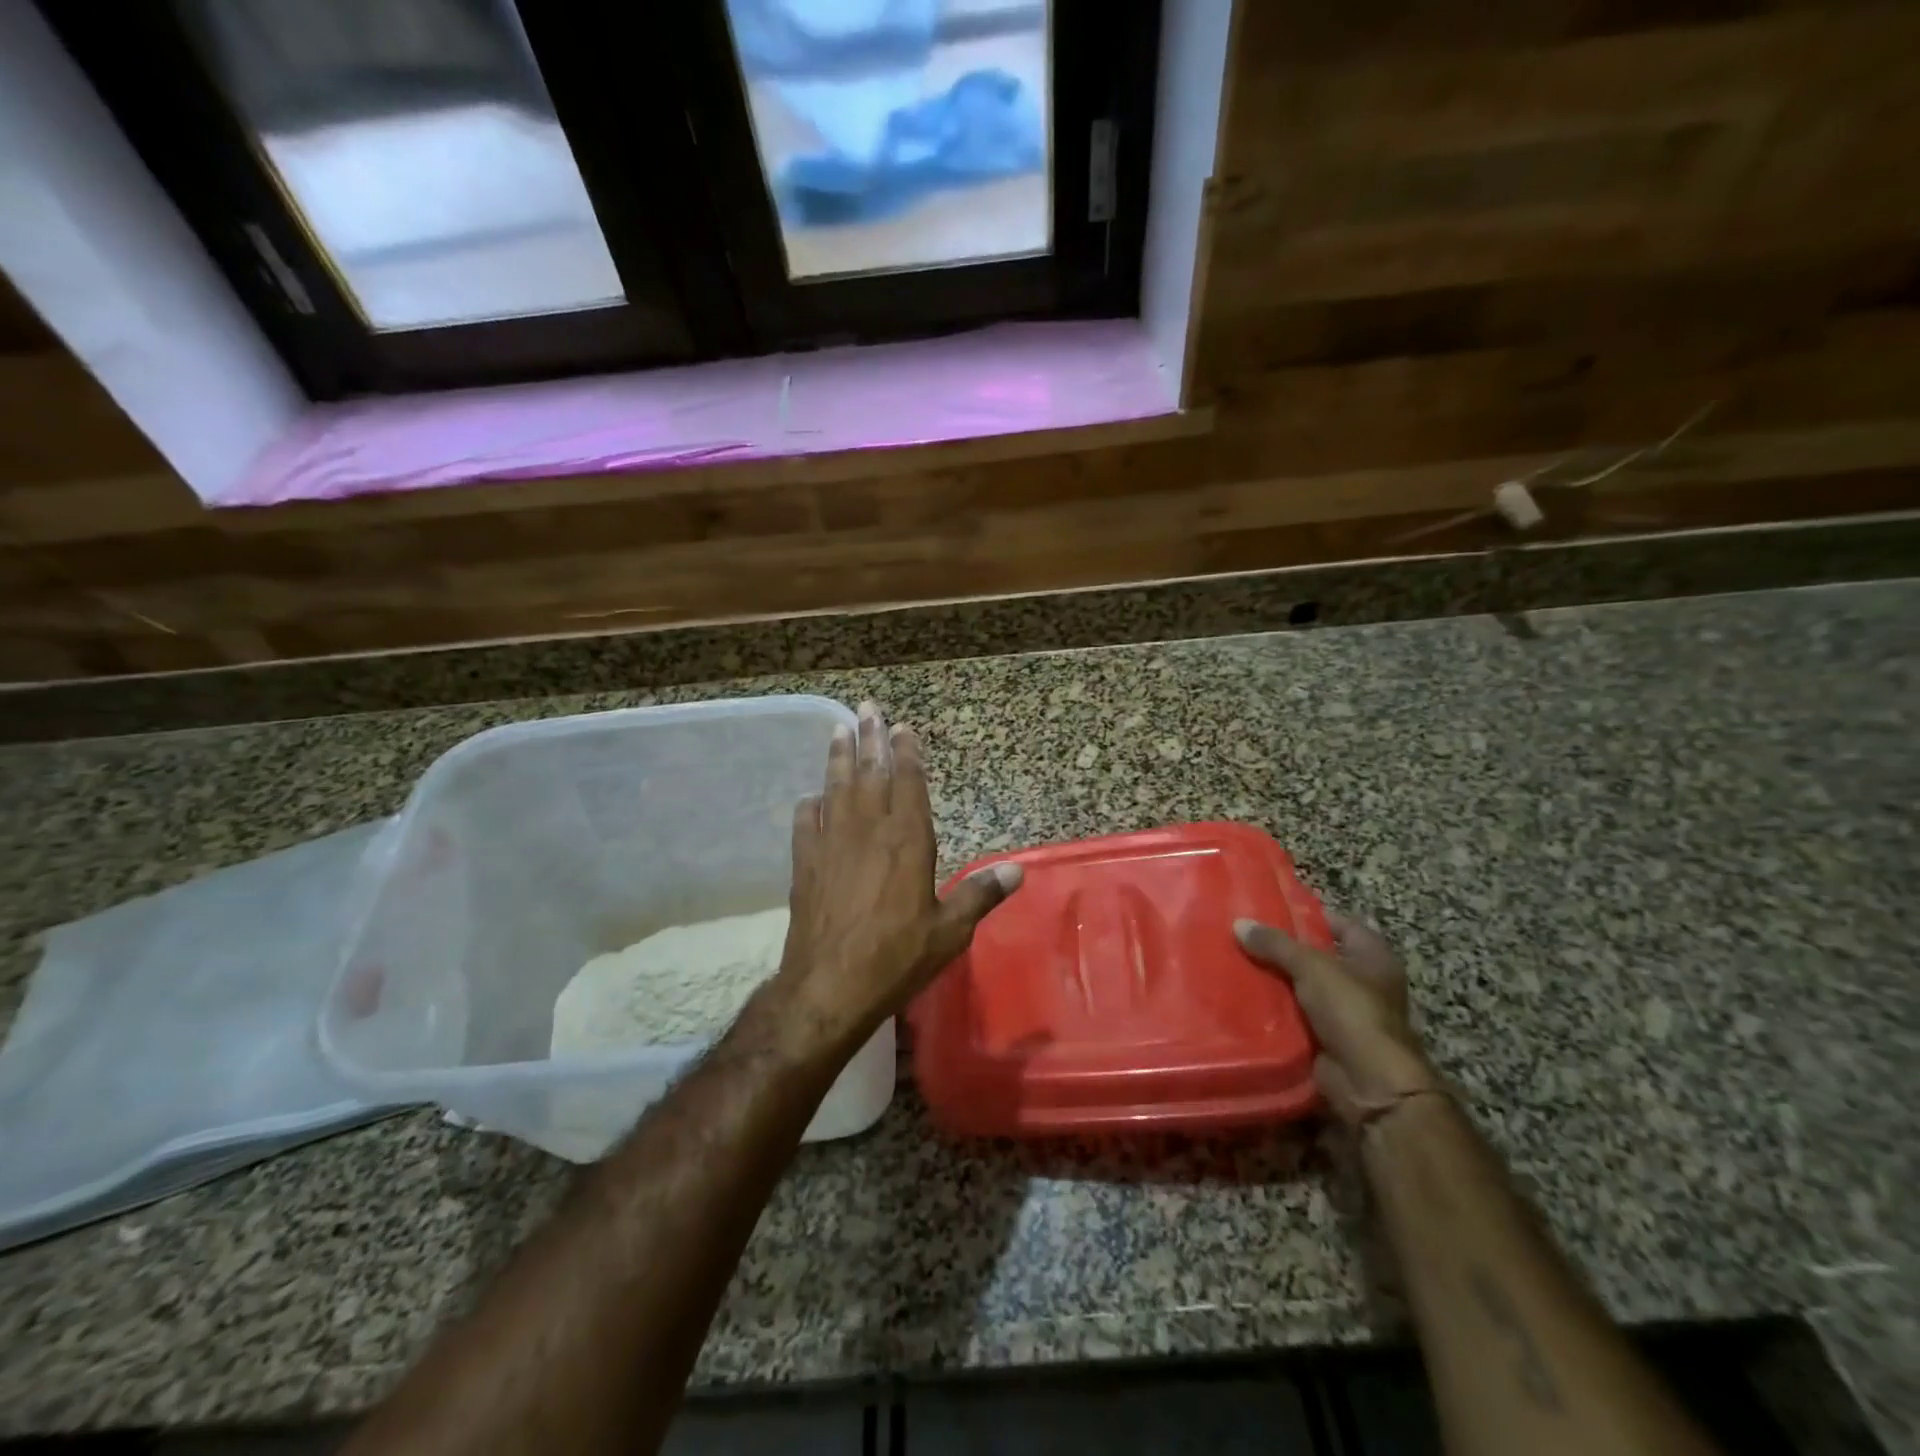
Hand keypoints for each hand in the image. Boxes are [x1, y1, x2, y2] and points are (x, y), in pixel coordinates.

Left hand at [776, 701, 1022, 1056]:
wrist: (830, 986)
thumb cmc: (897, 957)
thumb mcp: (950, 931)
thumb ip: (980, 895)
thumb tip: (1018, 870)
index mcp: (908, 841)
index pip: (909, 784)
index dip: (907, 753)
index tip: (903, 728)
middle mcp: (869, 831)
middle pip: (870, 773)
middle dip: (870, 738)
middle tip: (867, 706)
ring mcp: (832, 844)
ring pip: (836, 788)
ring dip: (838, 757)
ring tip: (839, 730)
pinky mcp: (805, 864)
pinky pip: (805, 823)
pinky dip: (809, 806)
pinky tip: (810, 797)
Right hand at [1235, 913, 1439, 1127]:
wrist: (1369, 1083)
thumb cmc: (1353, 1012)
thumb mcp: (1312, 967)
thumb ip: (1276, 944)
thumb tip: (1239, 923)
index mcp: (1372, 957)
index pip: (1340, 924)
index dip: (1309, 915)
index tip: (1271, 908)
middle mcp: (1362, 982)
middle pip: (1316, 955)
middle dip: (1282, 948)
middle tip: (1243, 933)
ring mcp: (1344, 1012)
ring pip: (1301, 986)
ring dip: (1274, 979)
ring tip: (1234, 959)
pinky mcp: (1325, 1038)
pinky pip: (1293, 1015)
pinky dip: (1273, 1008)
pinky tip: (1242, 995)